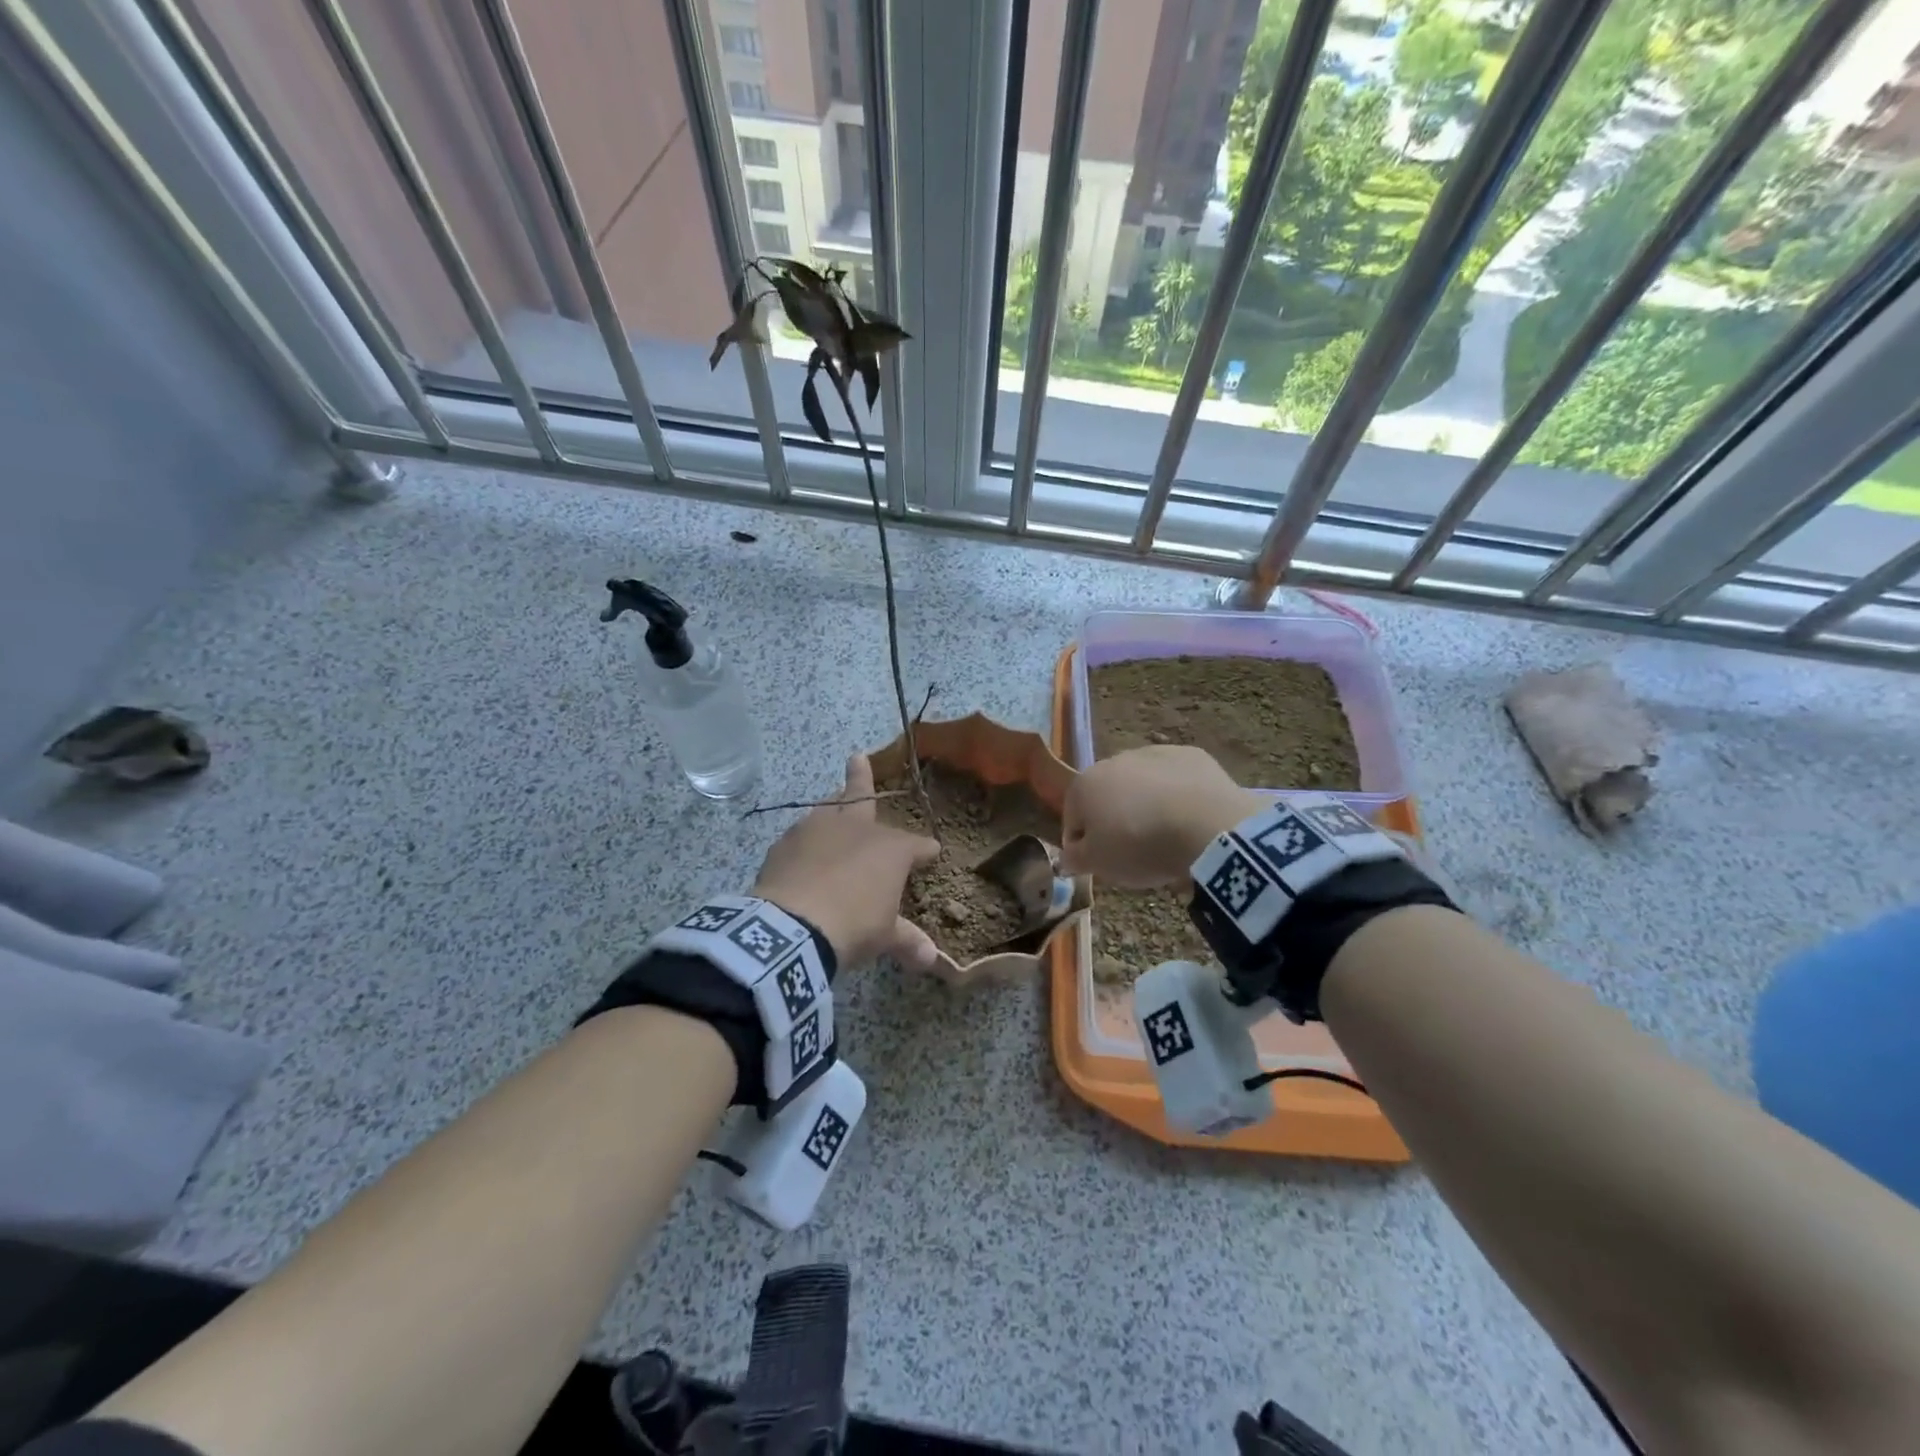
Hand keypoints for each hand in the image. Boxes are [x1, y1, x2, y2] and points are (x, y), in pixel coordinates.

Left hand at [754, 754, 940, 971]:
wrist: (793, 926)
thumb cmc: (853, 925)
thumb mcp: (884, 937)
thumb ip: (907, 941)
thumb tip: (931, 959)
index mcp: (890, 848)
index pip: (916, 846)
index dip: (925, 851)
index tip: (932, 853)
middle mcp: (856, 828)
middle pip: (862, 796)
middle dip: (862, 777)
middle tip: (856, 756)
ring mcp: (817, 830)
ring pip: (828, 808)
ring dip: (832, 804)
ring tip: (832, 800)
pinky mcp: (785, 843)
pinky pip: (800, 835)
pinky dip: (806, 840)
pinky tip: (802, 849)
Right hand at [1060, 746, 1265, 887]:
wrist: (1206, 826)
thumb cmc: (1139, 846)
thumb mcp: (1098, 864)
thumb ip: (1075, 859)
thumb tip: (1066, 857)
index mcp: (1084, 785)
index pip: (1072, 819)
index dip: (1082, 846)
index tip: (1098, 865)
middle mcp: (1113, 761)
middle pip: (1107, 797)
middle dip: (1114, 821)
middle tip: (1132, 852)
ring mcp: (1154, 754)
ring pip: (1142, 785)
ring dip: (1146, 806)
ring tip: (1165, 837)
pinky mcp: (1191, 755)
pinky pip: (1175, 780)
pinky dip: (1177, 796)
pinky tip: (1189, 819)